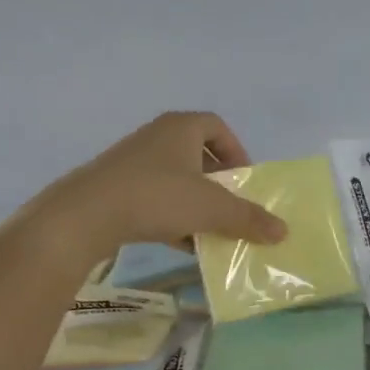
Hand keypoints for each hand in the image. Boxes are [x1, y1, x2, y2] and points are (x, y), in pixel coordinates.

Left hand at [39, 112, 287, 259]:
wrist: (86, 215)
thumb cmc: (157, 196)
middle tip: (231, 205)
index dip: (237, 150)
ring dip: (196, 202)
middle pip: (197, 153)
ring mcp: (132, 162)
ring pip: (175, 178)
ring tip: (210, 228)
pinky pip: (154, 198)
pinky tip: (182, 244)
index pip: (217, 126)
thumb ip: (248, 218)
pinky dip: (172, 216)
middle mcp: (156, 137)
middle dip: (218, 181)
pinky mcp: (115, 188)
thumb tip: (283, 231)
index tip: (245, 179)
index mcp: (181, 128)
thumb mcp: (211, 209)